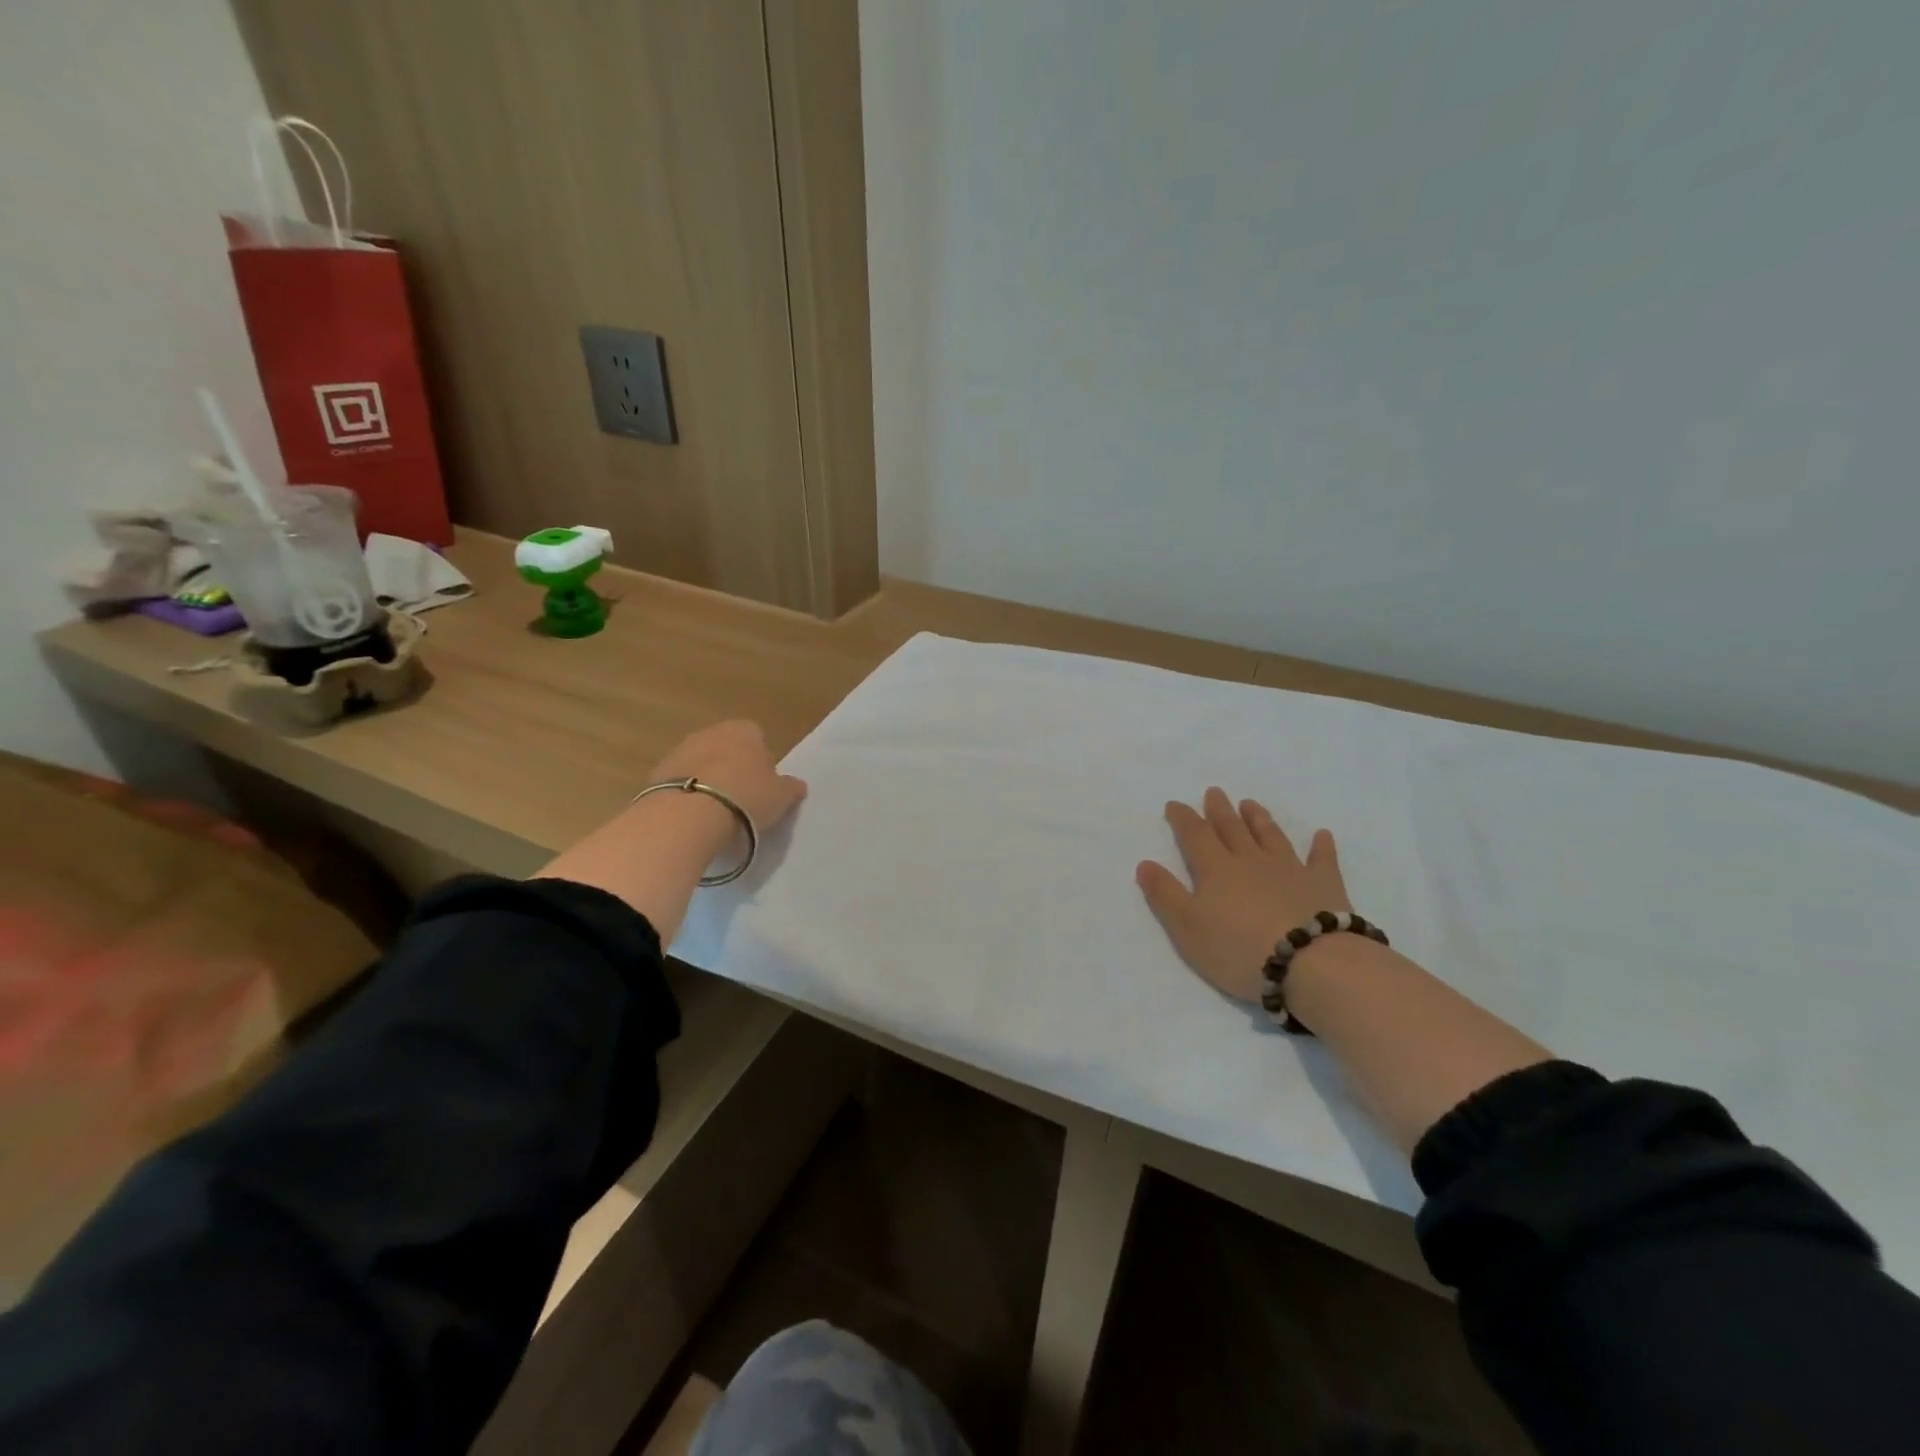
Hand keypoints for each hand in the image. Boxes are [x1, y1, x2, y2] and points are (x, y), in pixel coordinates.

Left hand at [645, 720, 807, 840]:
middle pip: (726, 748)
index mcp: (744, 730)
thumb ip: (790, 787)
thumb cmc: (746, 797)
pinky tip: (693, 817)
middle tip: (740, 800)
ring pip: (701, 764)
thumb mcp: (781, 796)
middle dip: (732, 768)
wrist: (689, 813)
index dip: (761, 761)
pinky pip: (680, 782)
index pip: (757, 737)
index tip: (763, 786)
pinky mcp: (657, 773)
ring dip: (707, 781)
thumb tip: (796, 784)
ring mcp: (680, 750)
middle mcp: (711, 732)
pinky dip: (687, 794)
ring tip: (715, 813)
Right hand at [1136, 787, 1352, 1002]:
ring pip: (1271, 837)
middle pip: (1233, 829)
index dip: (1183, 819)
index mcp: (1216, 870)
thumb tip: (1145, 863)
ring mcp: (1290, 870)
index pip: (1195, 836)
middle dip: (1220, 810)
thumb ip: (1165, 894)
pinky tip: (1322, 834)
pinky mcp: (1324, 885)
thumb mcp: (1188, 927)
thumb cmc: (1239, 949)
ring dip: (1259, 819)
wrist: (1311, 962)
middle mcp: (1251, 861)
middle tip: (1215, 792)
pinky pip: (1322, 859)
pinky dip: (1322, 846)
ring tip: (1250, 804)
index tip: (1175, 804)